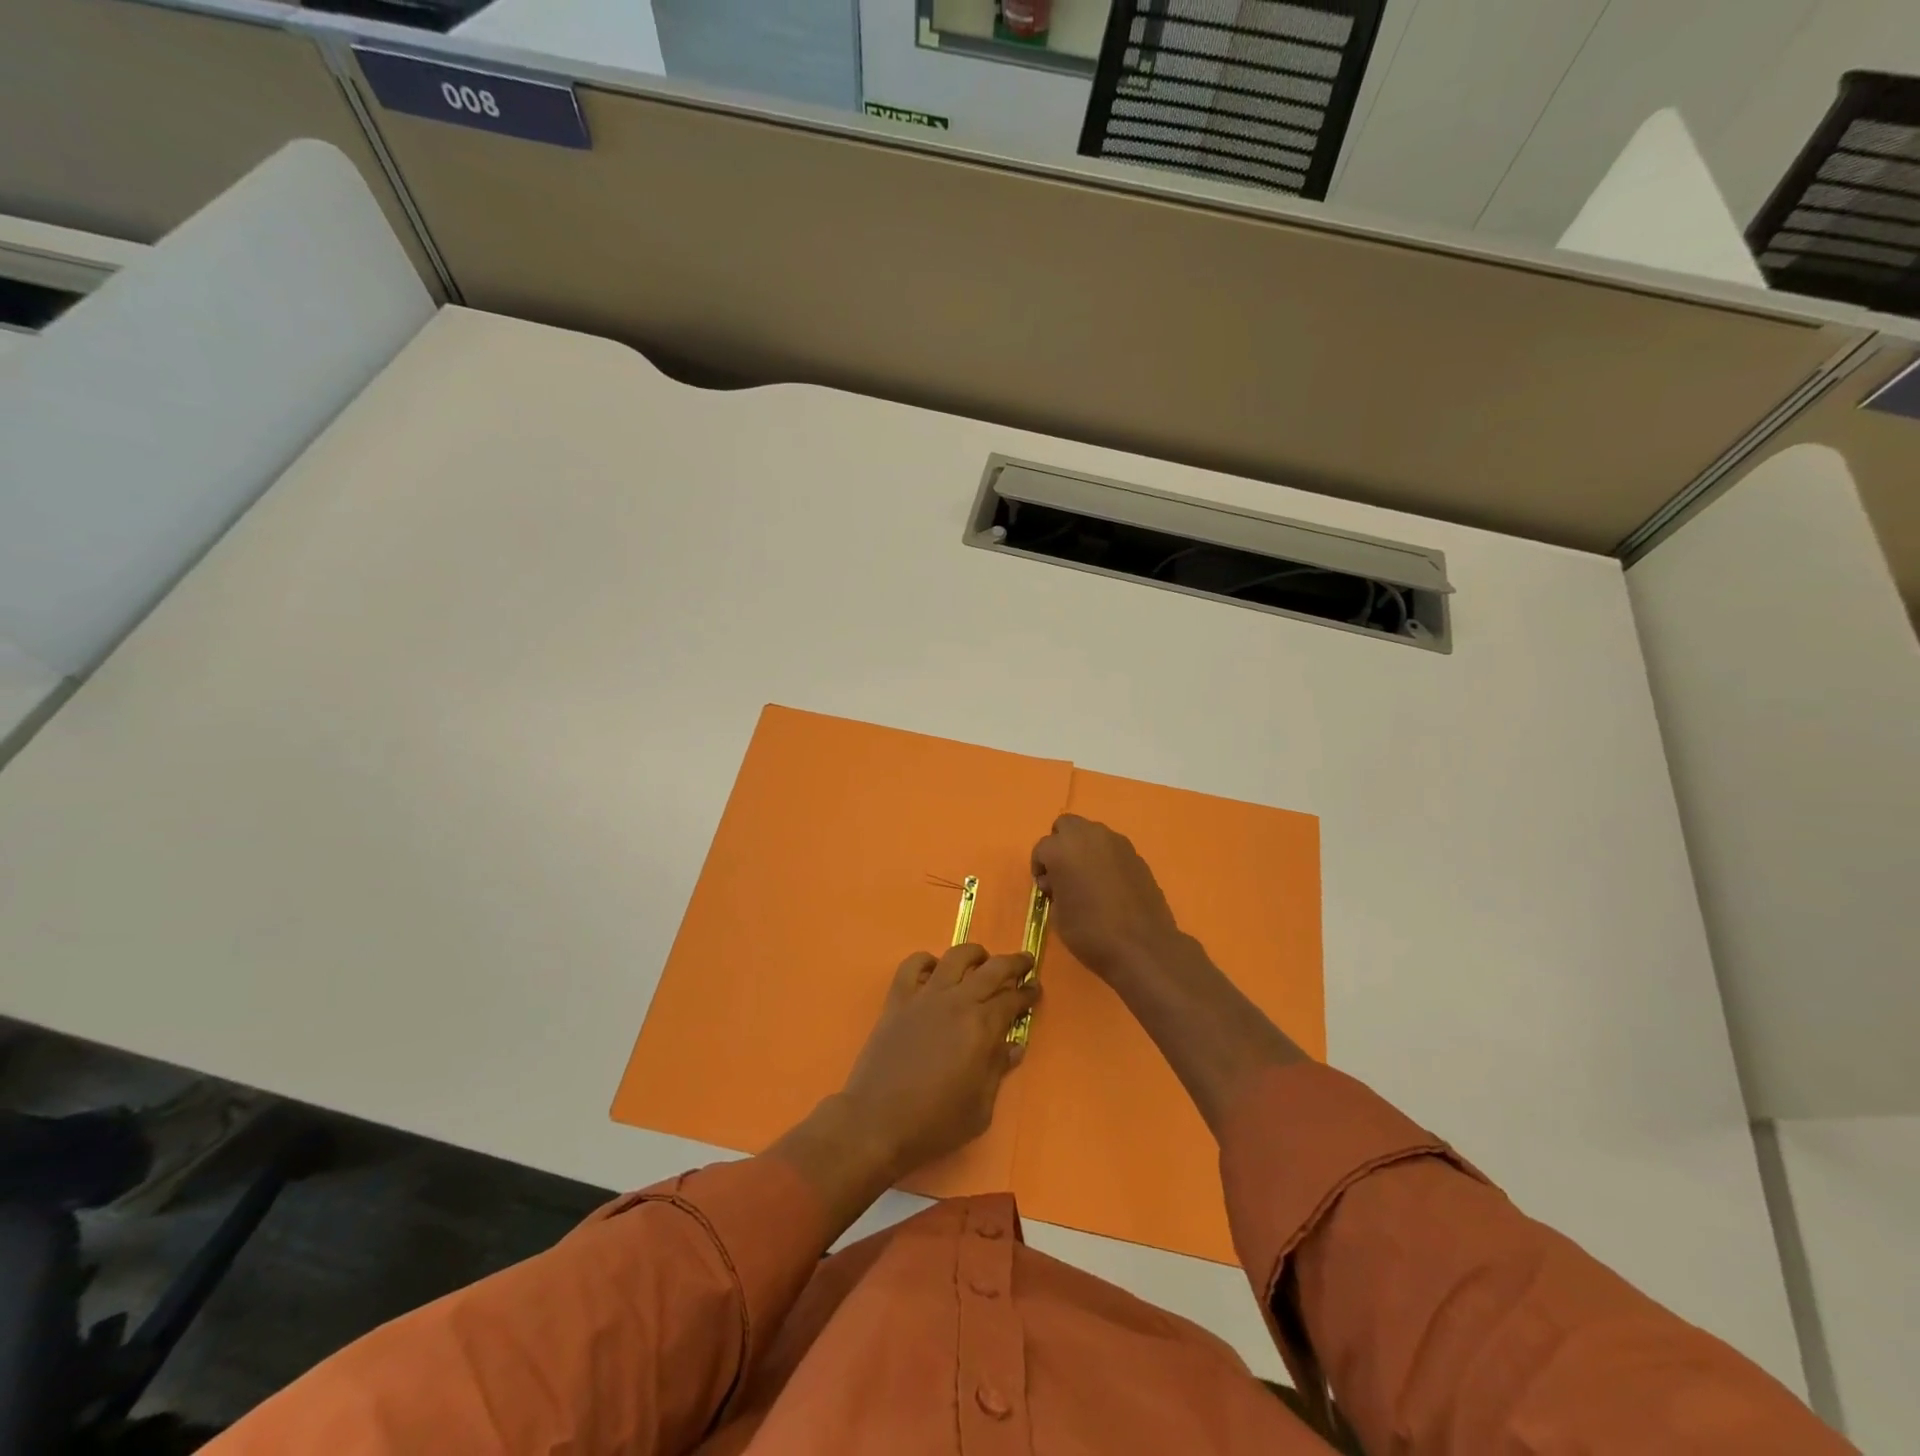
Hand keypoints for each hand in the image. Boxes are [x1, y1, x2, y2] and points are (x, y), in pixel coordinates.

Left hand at [837, 944, 1037, 1179]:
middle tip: (1025, 962)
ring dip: (974, 954)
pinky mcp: (897, 1000)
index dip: (1027, 993)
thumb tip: (1014, 1046)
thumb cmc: (934, 1123)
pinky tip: (934, 969)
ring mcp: (925, 996)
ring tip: (982, 959)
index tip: (1035, 989)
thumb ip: (998, 1071)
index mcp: (981, 1027)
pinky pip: (912, 965)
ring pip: (955, 957)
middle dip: (1013, 962)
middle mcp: (956, 1002)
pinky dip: (926, 961)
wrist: (876, 1122)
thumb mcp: (980, 1109)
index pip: (1012, 1000)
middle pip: (992, 969)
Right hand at [1030, 814, 1182, 981]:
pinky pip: (1112, 848)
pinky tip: (1110, 885)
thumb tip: (1058, 882)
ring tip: (1088, 879)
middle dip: (1061, 844)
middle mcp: (1089, 836)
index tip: (1046, 889)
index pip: (1042, 848)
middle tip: (1064, 872)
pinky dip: (1105, 859)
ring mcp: (1116, 843)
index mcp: (1062, 849)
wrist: (1142, 946)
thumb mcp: (1057, 916)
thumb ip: (1054, 889)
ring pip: (1092, 833)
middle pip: (1067, 825)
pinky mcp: (1136, 855)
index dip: (1040, 868)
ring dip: (1084, 848)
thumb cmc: (1090, 932)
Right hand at [1031, 814, 1305, 1135]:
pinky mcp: (1152, 873)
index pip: (1050, 844)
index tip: (1052, 899)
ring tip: (1095, 904)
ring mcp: (1130, 857)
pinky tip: (1120, 909)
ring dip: (1092, 862)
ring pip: (1101, 842)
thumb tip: (1164, 940)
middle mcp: (1105, 845)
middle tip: (1069, 896)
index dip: (1048, 870)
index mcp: (1078, 855)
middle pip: (1074, 831)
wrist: (1157, 964)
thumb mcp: (1071, 929)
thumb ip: (1065, 904)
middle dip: (1068, 855)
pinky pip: (1121, 859)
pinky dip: (1115, 873)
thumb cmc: (1103, 951)